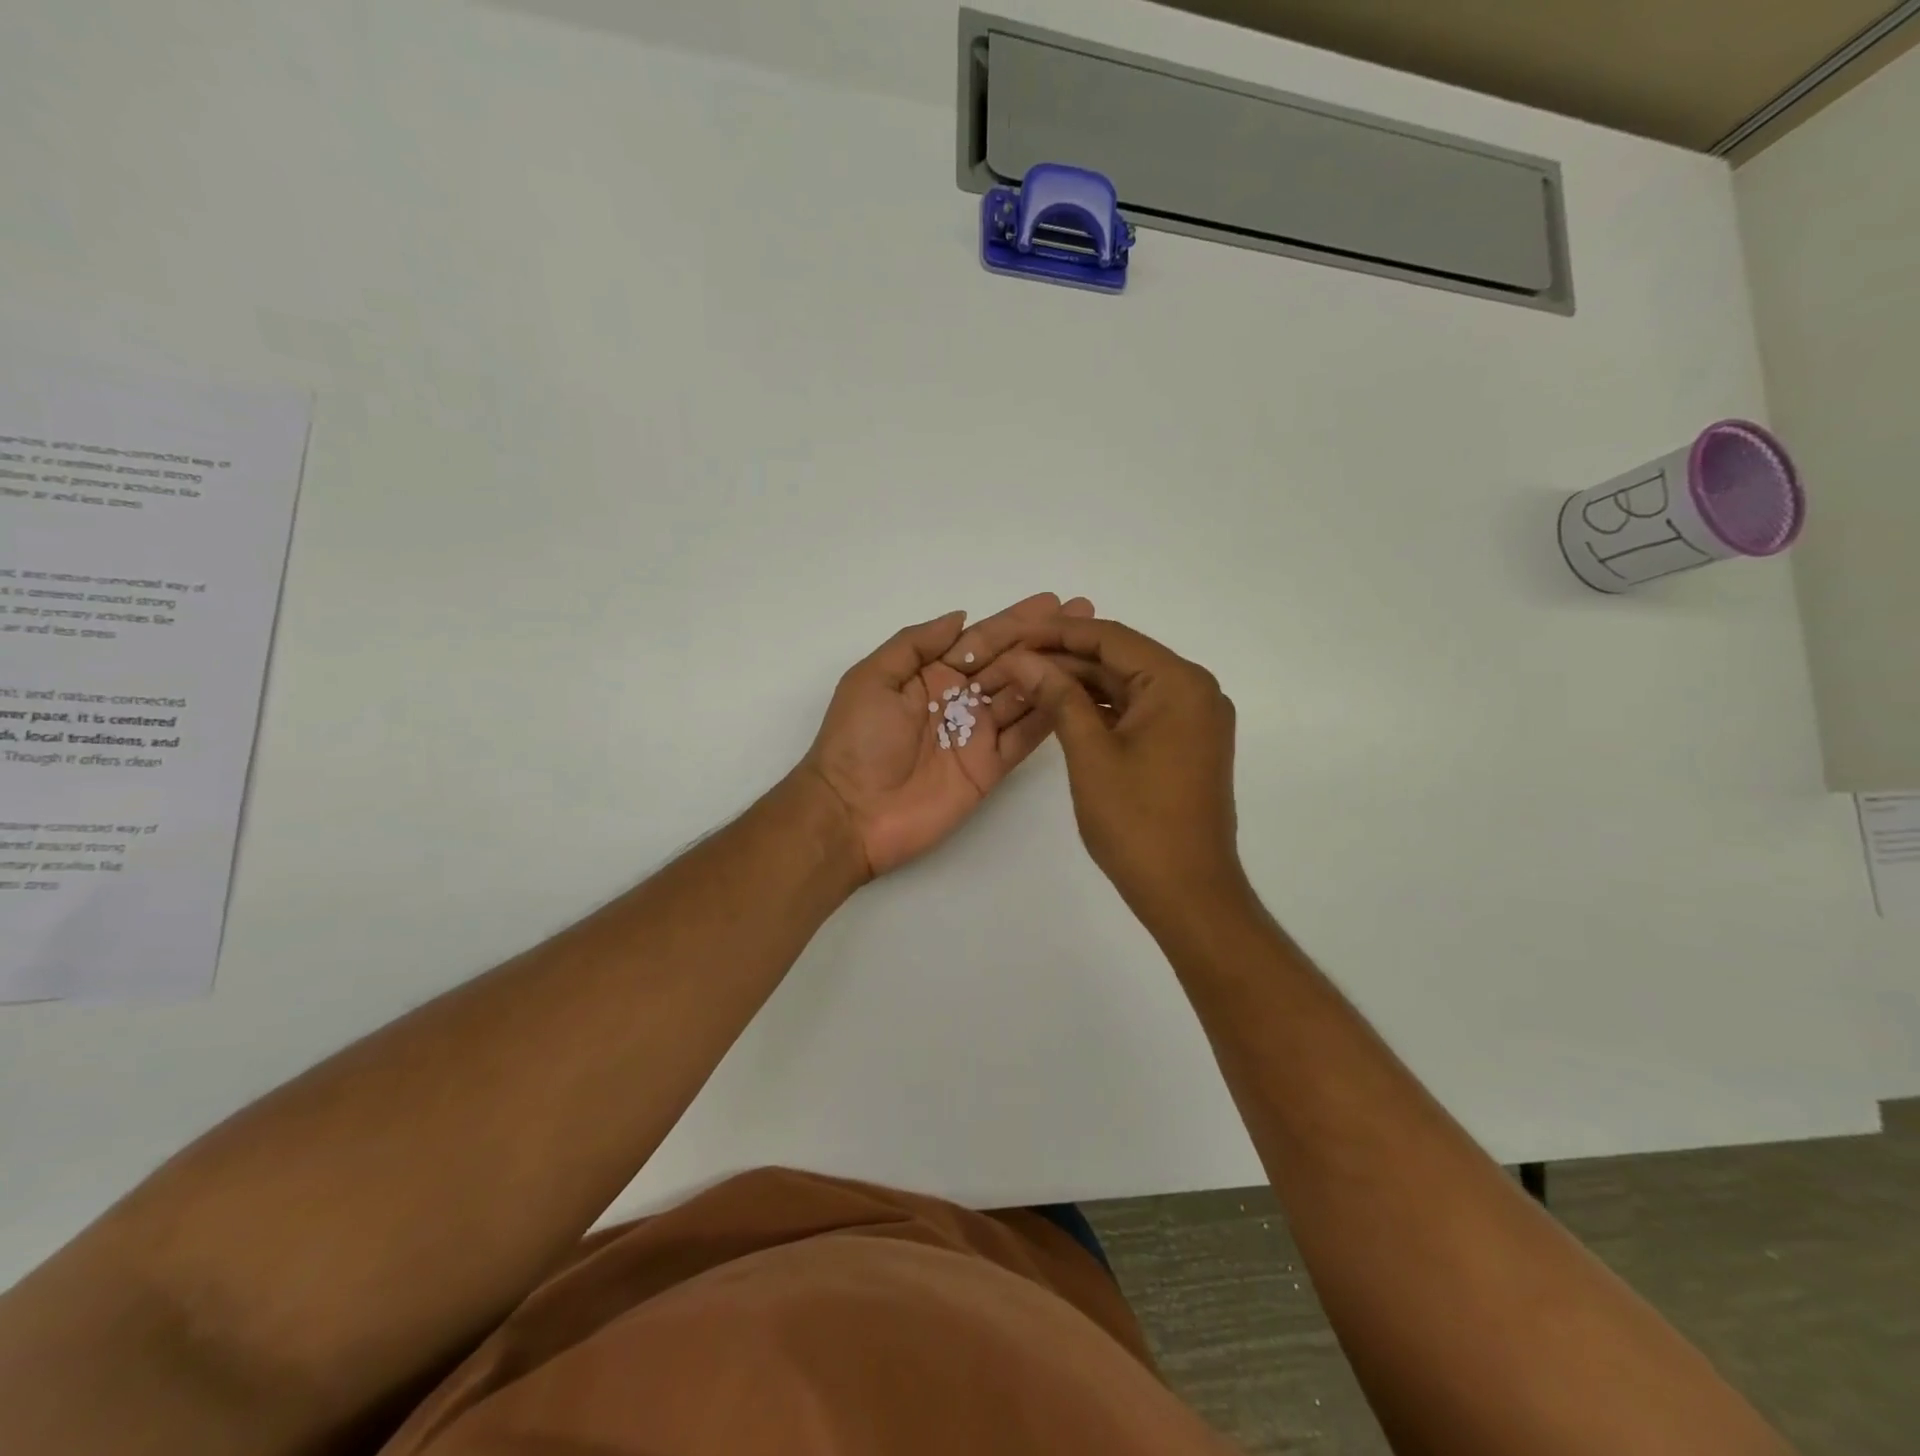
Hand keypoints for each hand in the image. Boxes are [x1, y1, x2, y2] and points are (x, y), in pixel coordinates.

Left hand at [801, 593, 1094, 878]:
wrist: (851, 813)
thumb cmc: (856, 741)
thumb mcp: (872, 679)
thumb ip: (916, 644)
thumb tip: (961, 616)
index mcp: (931, 675)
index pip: (981, 640)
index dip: (1016, 621)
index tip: (1053, 601)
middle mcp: (960, 700)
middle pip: (1010, 662)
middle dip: (1045, 639)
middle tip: (1085, 613)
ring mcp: (977, 734)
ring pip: (1024, 695)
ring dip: (1056, 671)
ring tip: (1092, 647)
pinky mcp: (990, 768)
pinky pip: (1025, 737)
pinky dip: (1050, 716)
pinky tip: (1079, 693)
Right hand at [984, 617, 1251, 930]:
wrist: (1188, 892)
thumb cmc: (1138, 823)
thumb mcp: (1090, 754)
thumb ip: (1058, 697)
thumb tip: (1023, 658)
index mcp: (1179, 683)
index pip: (1110, 638)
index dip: (1057, 632)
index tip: (1012, 632)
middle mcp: (1194, 690)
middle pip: (1120, 658)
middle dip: (1065, 657)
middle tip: (1012, 657)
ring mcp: (1192, 719)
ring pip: (1126, 685)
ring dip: (1079, 683)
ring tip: (1026, 679)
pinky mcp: (1184, 744)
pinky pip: (1136, 711)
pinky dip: (1099, 708)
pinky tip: (1060, 707)